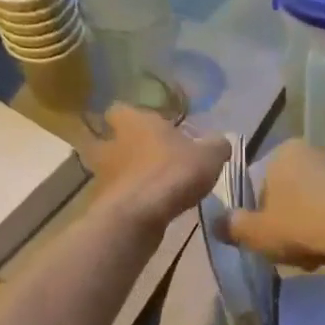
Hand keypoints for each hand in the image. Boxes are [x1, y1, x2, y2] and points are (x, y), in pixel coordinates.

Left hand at [87, 106, 230, 232]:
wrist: (140, 215)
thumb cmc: (174, 172)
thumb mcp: (209, 156)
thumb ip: (217, 145)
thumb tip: (221, 142)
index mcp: (134, 119)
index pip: (122, 109)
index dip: (135, 119)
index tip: (152, 131)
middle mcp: (112, 140)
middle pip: (114, 139)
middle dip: (129, 149)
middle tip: (152, 160)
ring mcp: (103, 171)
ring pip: (113, 168)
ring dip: (128, 176)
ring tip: (152, 188)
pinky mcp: (103, 200)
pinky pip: (117, 194)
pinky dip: (130, 199)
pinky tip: (148, 209)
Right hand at [224, 139, 324, 272]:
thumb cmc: (305, 226)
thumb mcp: (258, 234)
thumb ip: (234, 228)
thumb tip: (217, 223)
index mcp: (285, 154)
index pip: (261, 188)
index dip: (261, 220)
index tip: (269, 243)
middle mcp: (317, 153)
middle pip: (293, 200)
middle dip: (292, 231)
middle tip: (295, 257)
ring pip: (320, 211)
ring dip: (316, 238)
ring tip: (321, 263)